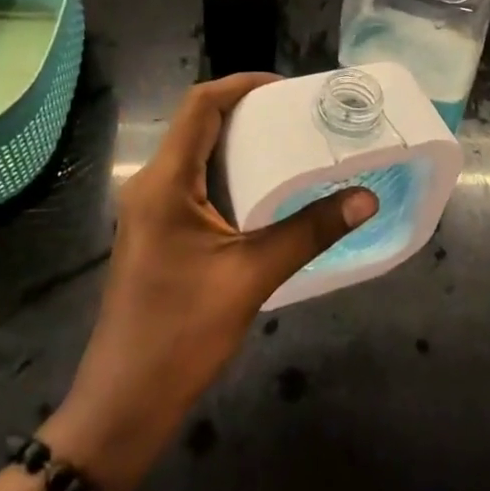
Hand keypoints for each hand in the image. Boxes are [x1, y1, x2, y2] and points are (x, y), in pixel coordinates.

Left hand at [41, 74, 377, 490]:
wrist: (123, 405)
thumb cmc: (181, 333)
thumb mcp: (251, 276)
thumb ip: (309, 232)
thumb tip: (365, 198)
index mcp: (165, 180)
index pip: (200, 104)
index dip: (242, 85)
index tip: (288, 89)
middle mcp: (151, 183)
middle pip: (198, 123)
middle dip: (247, 111)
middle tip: (299, 116)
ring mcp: (150, 210)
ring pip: (196, 153)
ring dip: (239, 142)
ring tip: (290, 144)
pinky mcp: (157, 232)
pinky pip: (194, 182)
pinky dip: (229, 173)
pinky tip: (265, 191)